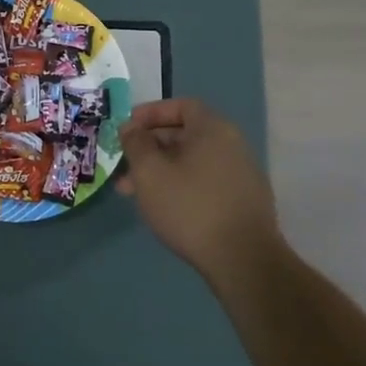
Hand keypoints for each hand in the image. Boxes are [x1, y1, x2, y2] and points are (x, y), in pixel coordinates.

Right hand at [118, 98, 283, 278]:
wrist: (242, 259)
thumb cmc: (190, 206)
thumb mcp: (149, 172)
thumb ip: (136, 143)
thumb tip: (131, 128)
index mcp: (213, 129)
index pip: (181, 106)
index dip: (150, 113)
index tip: (127, 129)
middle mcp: (232, 145)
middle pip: (185, 134)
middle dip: (150, 147)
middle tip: (123, 165)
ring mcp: (241, 174)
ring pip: (191, 161)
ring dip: (161, 170)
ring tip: (133, 192)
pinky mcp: (242, 201)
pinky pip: (204, 181)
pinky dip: (180, 185)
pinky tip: (162, 207)